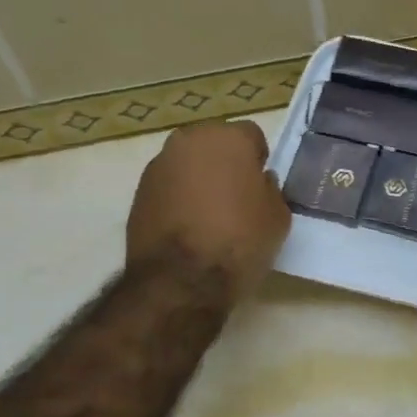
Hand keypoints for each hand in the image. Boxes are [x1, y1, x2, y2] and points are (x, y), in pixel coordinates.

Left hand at [127, 120, 290, 301]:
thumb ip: (269, 189)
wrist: (181, 280)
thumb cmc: (240, 240)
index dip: (258, 160)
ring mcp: (158, 166)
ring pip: (188, 164)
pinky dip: (178, 199)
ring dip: (198, 180)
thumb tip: (258, 183)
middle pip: (214, 145)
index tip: (261, 185)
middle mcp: (188, 141)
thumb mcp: (278, 216)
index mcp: (228, 138)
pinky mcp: (138, 193)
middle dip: (225, 164)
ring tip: (209, 216)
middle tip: (236, 197)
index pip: (251, 136)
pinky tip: (187, 228)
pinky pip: (168, 187)